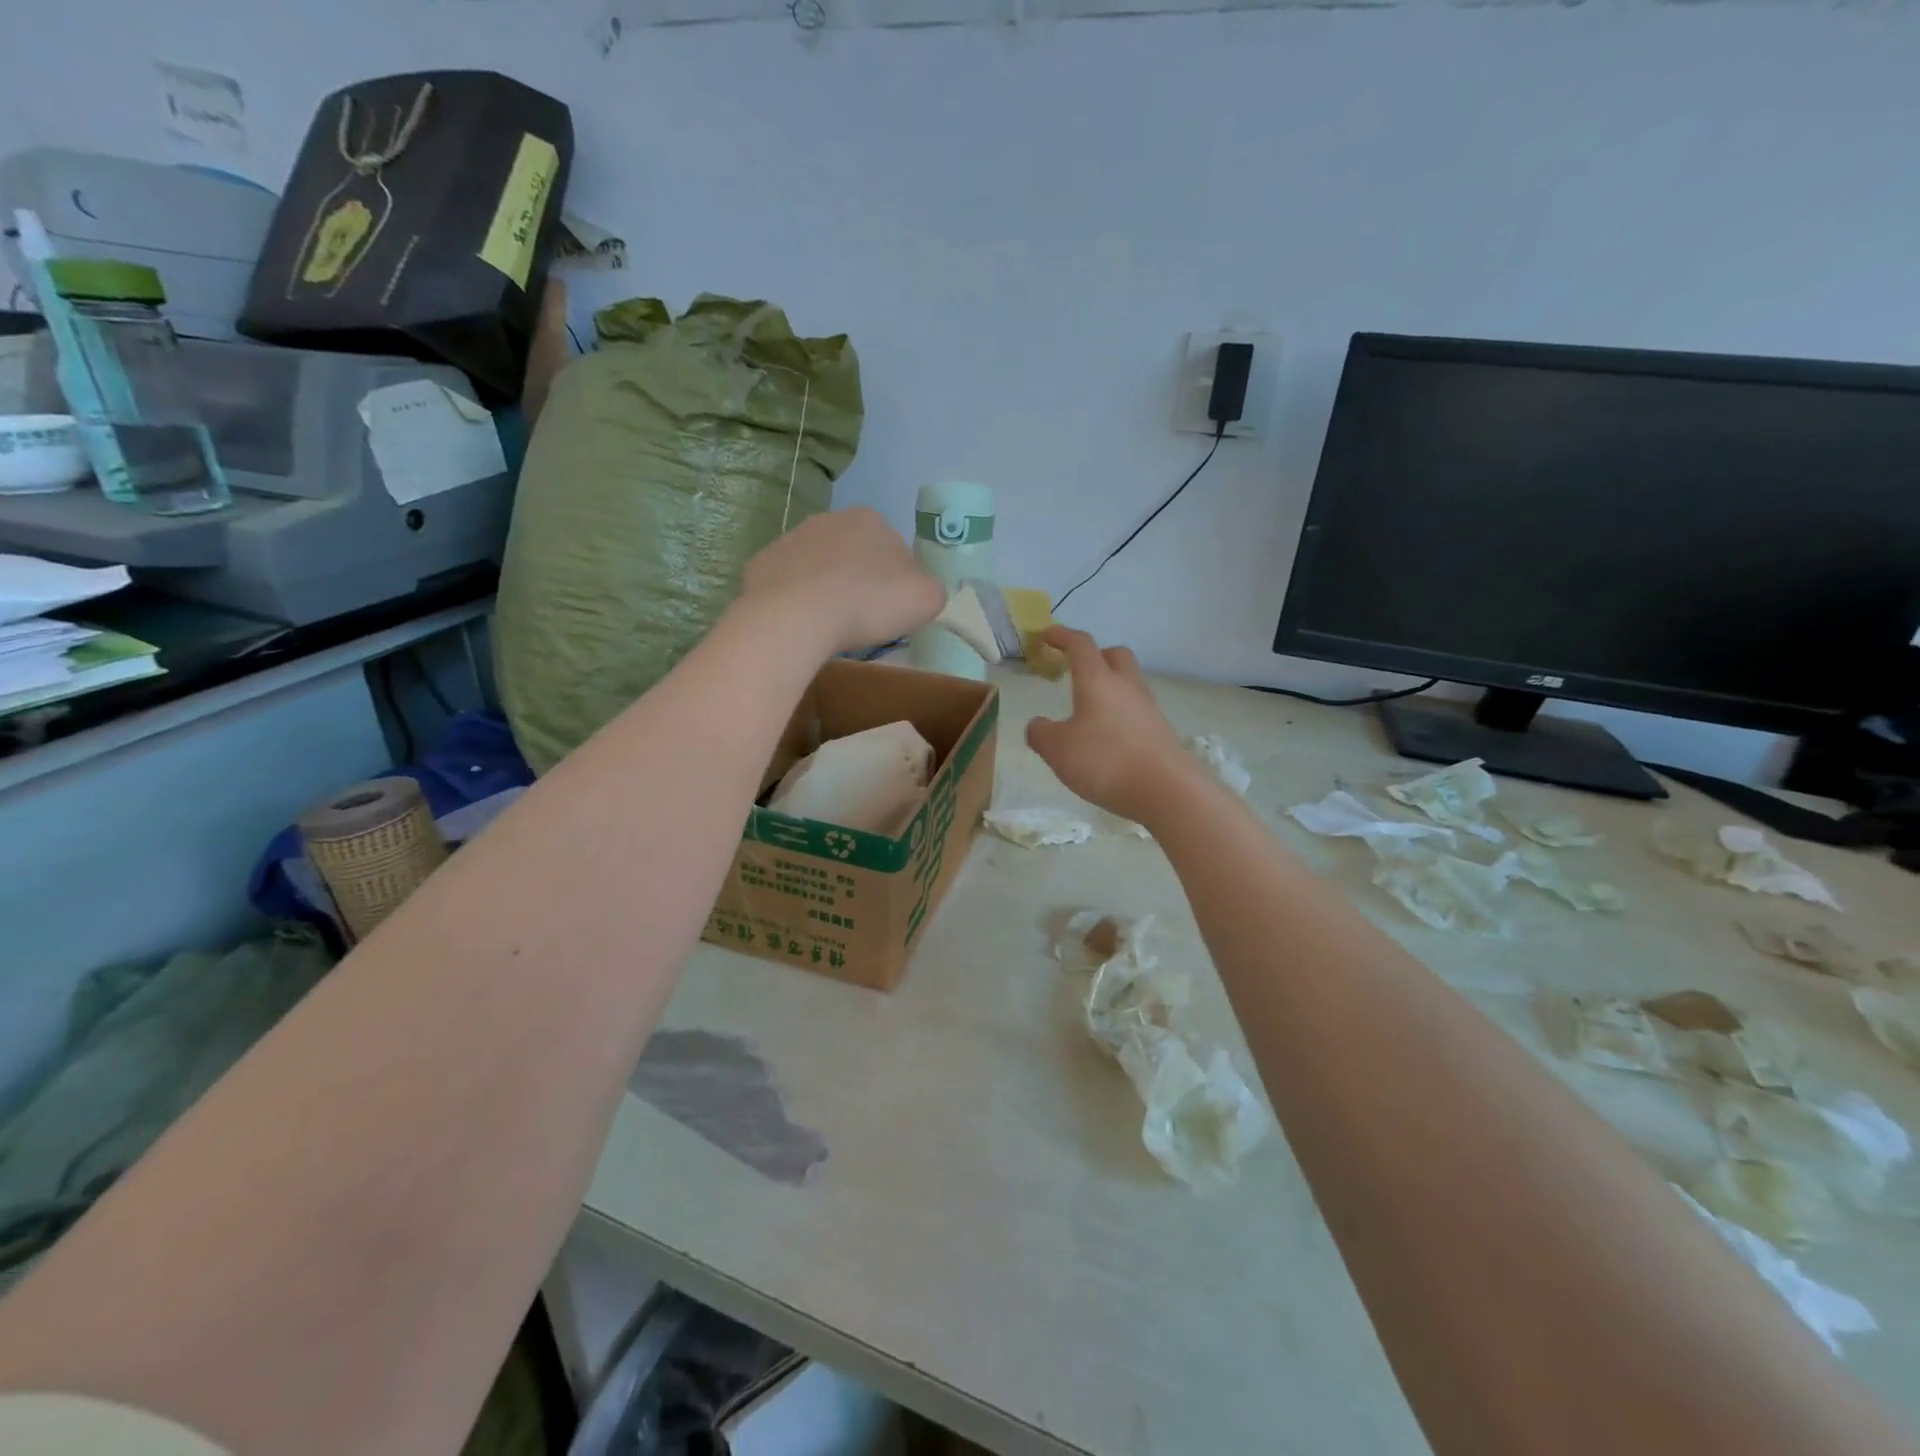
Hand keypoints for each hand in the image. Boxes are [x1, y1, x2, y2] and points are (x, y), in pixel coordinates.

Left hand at [740, 507, 945, 657]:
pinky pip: (787, 584)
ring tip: (830, 626)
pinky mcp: (761, 564)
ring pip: (819, 567)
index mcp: (870, 520)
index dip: (898, 583)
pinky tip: (800, 624)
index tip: (893, 612)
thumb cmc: (868, 604)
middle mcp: (829, 519)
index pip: (895, 551)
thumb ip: (932, 589)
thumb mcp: (926, 599)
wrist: (796, 618)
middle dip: (860, 582)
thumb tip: (920, 589)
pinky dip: (795, 600)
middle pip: (855, 555)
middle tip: (863, 620)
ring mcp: (790, 539)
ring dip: (827, 589)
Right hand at [1025, 627, 1199, 825]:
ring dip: (1109, 686)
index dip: (1062, 636)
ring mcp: (1148, 708)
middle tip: (1076, 670)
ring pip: (1128, 683)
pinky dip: (1120, 713)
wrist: (1167, 791)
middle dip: (1095, 656)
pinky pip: (1136, 710)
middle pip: (1115, 655)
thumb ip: (1040, 733)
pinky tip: (1108, 737)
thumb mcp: (1057, 750)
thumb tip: (1038, 724)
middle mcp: (1126, 686)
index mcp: (1098, 681)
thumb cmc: (1105, 761)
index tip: (1046, 636)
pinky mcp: (1161, 731)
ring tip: (1089, 710)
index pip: (1080, 645)